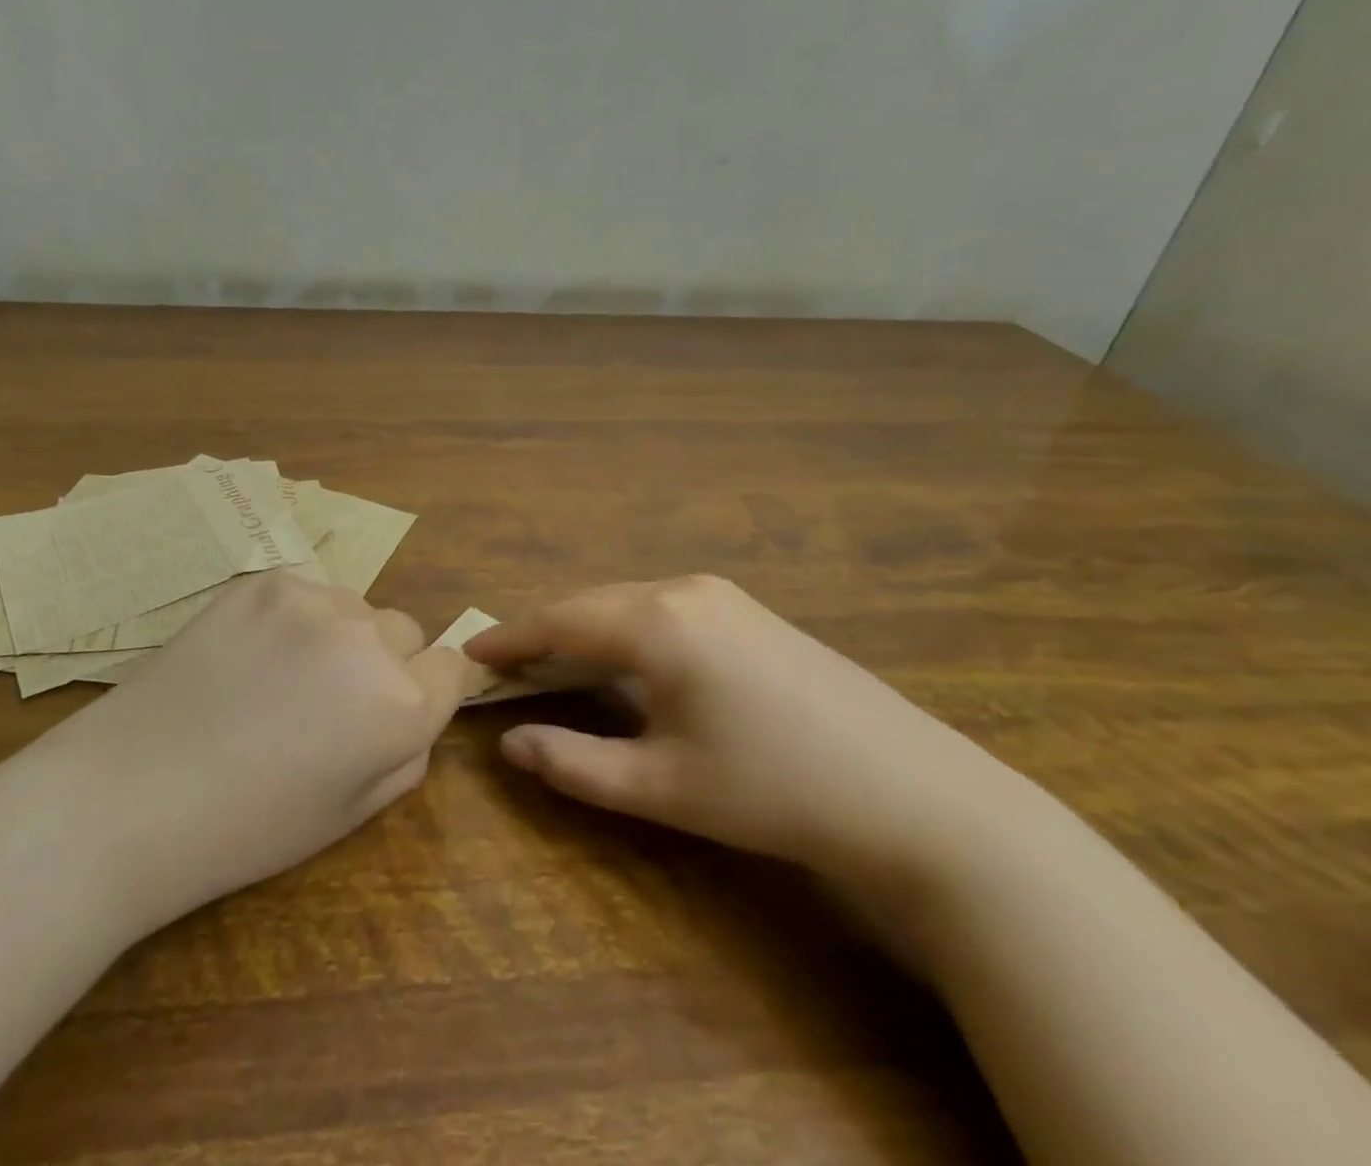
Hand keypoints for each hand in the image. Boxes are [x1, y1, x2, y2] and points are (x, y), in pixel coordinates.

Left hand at [66, 572, 471, 928]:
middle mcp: (367, 640)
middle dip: (385, 663)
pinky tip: (246, 656)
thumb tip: (414, 709)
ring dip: (339, 636)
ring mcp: (310, 602)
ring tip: (280, 677)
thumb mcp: (349, 815)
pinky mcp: (261, 582)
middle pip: (406, 632)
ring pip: (354, 608)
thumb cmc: (245, 828)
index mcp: (400, 705)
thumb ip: (405, 754)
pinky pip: (304, 593)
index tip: (395, 710)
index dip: (429, 690)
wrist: (128, 796)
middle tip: (328, 702)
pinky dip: (291, 620)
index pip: (452, 667)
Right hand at [467, 575, 1016, 886]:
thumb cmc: (773, 791)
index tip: (469, 652)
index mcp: (656, 623)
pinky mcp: (750, 609)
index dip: (509, 638)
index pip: (558, 621)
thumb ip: (574, 764)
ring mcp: (723, 594)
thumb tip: (511, 745)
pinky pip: (663, 606)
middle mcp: (683, 590)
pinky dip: (625, 627)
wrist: (915, 795)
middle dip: (543, 631)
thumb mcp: (661, 787)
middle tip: (505, 663)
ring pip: (627, 601)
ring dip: (585, 627)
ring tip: (554, 662)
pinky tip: (626, 658)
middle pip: (590, 603)